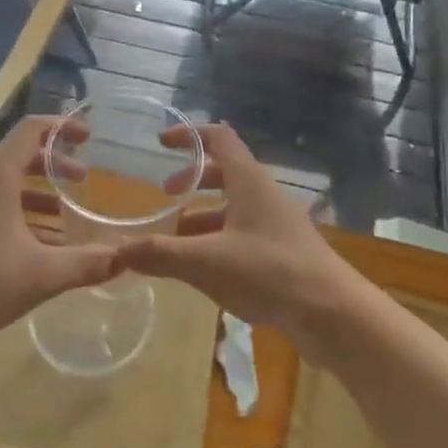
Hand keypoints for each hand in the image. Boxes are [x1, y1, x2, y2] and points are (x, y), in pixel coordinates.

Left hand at [0, 117, 115, 348]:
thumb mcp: (40, 275)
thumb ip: (85, 263)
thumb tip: (124, 257)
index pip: (32, 130)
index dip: (62, 126)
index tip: (88, 136)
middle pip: (23, 155)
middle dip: (57, 164)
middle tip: (85, 179)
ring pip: (9, 183)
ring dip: (41, 192)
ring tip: (67, 214)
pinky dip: (22, 212)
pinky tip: (39, 245)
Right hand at [114, 123, 362, 350]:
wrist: (332, 313)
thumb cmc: (269, 272)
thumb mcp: (206, 263)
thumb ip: (160, 255)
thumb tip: (115, 252)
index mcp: (249, 181)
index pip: (219, 138)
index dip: (189, 135)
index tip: (161, 142)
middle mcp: (264, 194)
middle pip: (225, 171)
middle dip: (193, 179)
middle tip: (164, 194)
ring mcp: (278, 223)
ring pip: (234, 206)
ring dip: (204, 214)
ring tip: (175, 238)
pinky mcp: (284, 251)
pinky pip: (245, 232)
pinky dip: (220, 239)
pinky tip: (205, 268)